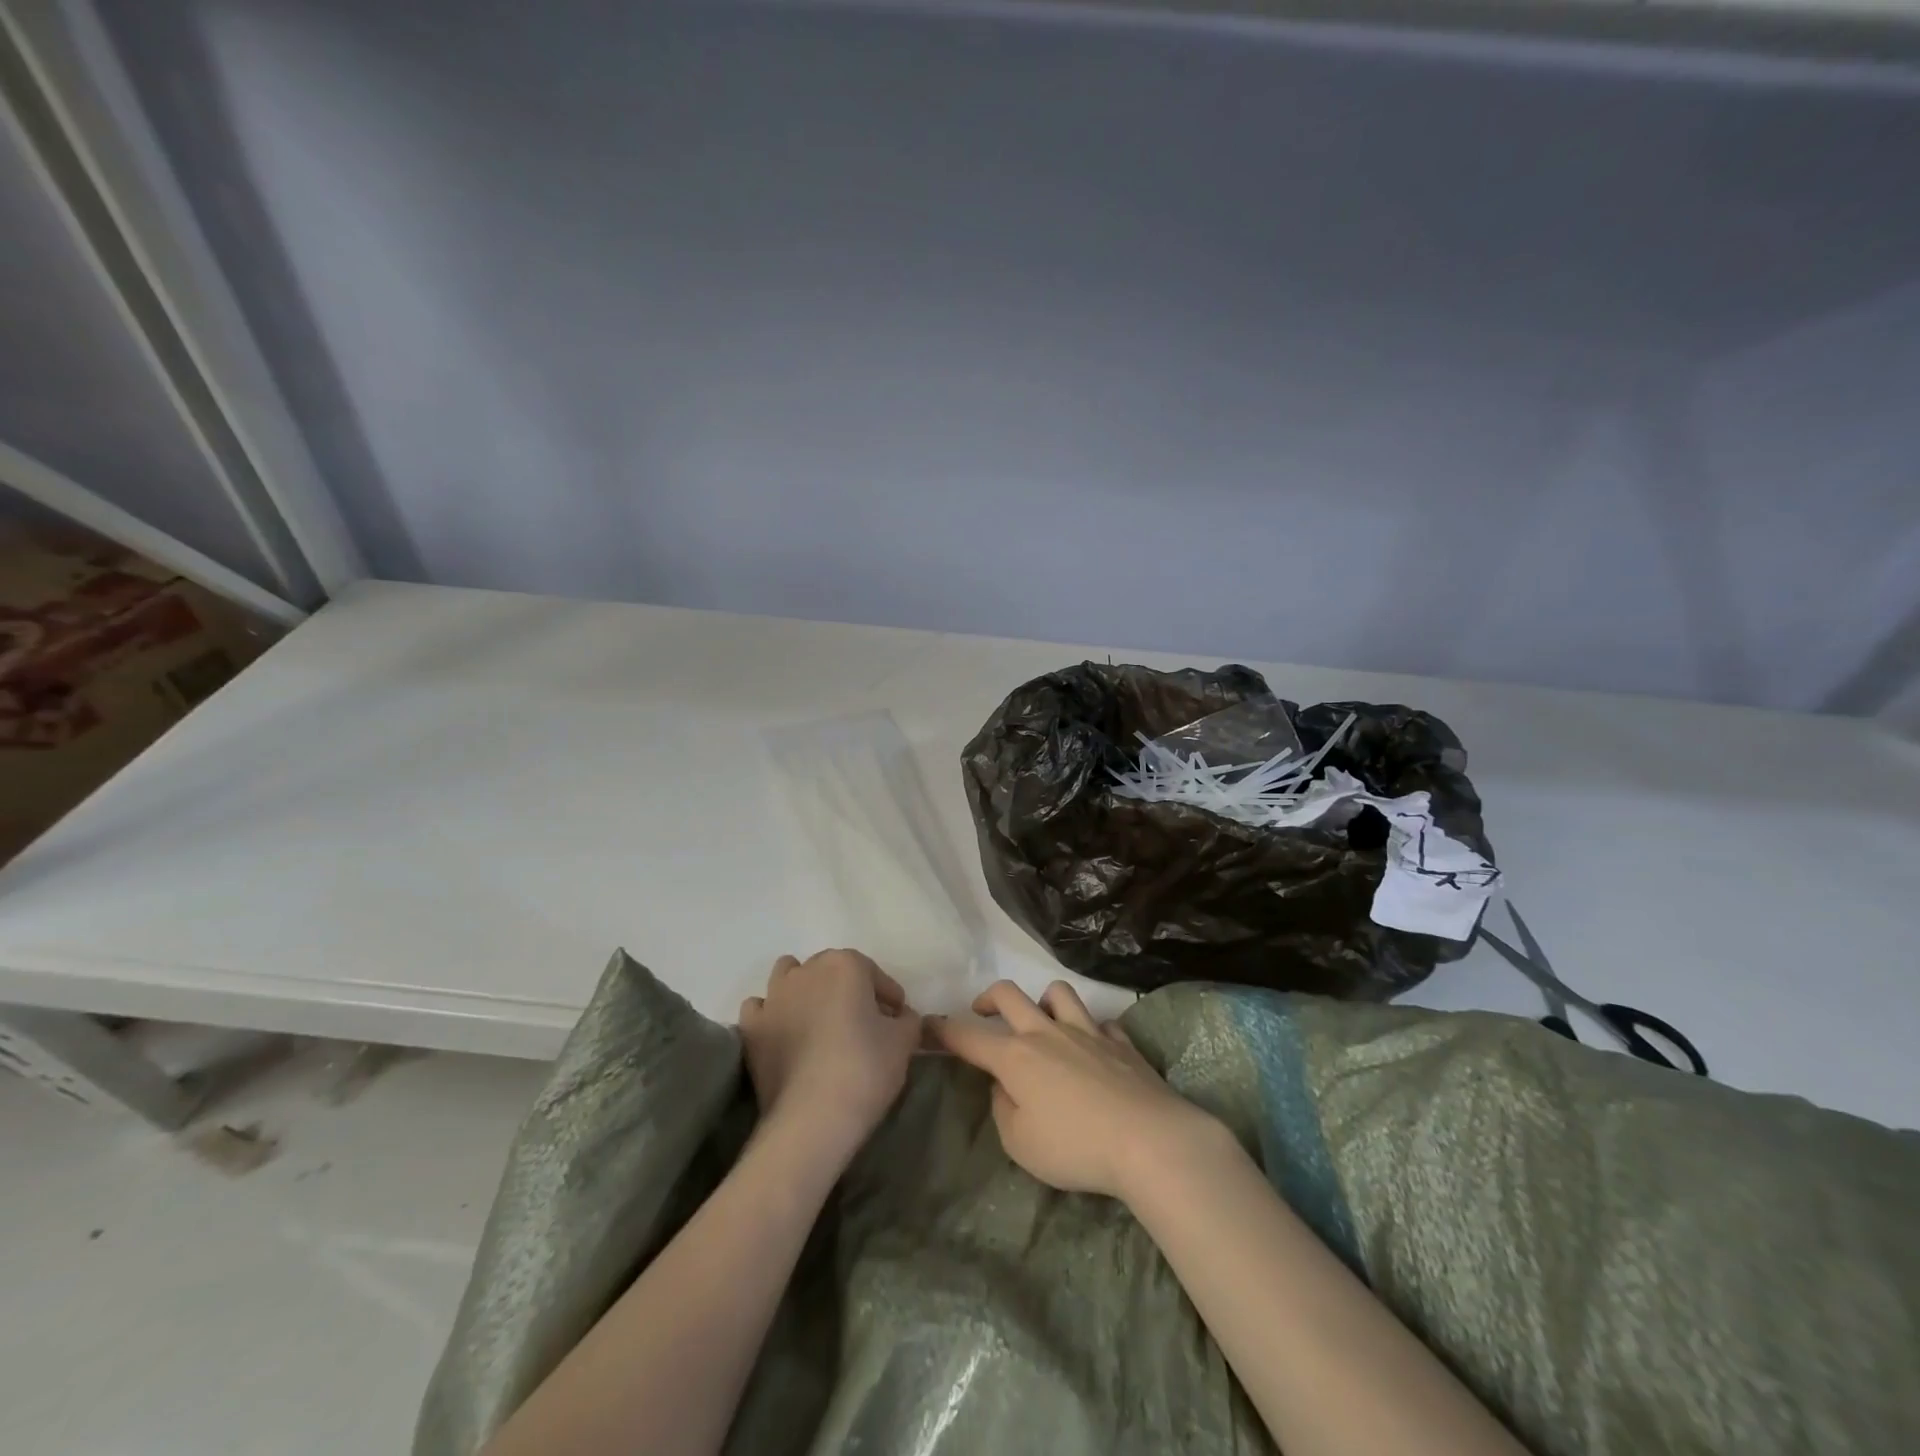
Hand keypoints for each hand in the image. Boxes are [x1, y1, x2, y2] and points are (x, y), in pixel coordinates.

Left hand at [739, 950, 921, 1155]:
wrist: (812, 1118)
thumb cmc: (865, 1069)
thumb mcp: (904, 1042)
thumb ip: (907, 1020)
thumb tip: (899, 1018)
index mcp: (846, 965)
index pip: (874, 974)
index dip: (889, 998)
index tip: (897, 1021)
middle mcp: (807, 970)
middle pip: (832, 970)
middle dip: (849, 990)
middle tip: (863, 1024)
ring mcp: (774, 996)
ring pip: (789, 976)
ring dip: (805, 990)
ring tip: (819, 1021)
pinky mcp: (752, 1027)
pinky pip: (760, 1007)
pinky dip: (772, 1014)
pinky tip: (784, 1033)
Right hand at [930, 979, 1223, 1199]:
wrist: (1149, 1140)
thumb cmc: (1075, 1147)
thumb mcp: (1020, 1144)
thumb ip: (1003, 1111)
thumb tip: (1004, 1088)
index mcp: (1016, 1057)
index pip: (968, 1037)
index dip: (944, 1030)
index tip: (927, 1023)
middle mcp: (1047, 1033)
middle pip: (1010, 995)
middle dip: (988, 997)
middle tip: (982, 1010)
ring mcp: (1088, 1032)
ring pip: (1058, 993)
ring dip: (1043, 1001)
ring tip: (1042, 1020)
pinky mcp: (1121, 1042)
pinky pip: (1101, 1023)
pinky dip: (1091, 1030)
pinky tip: (1094, 1049)